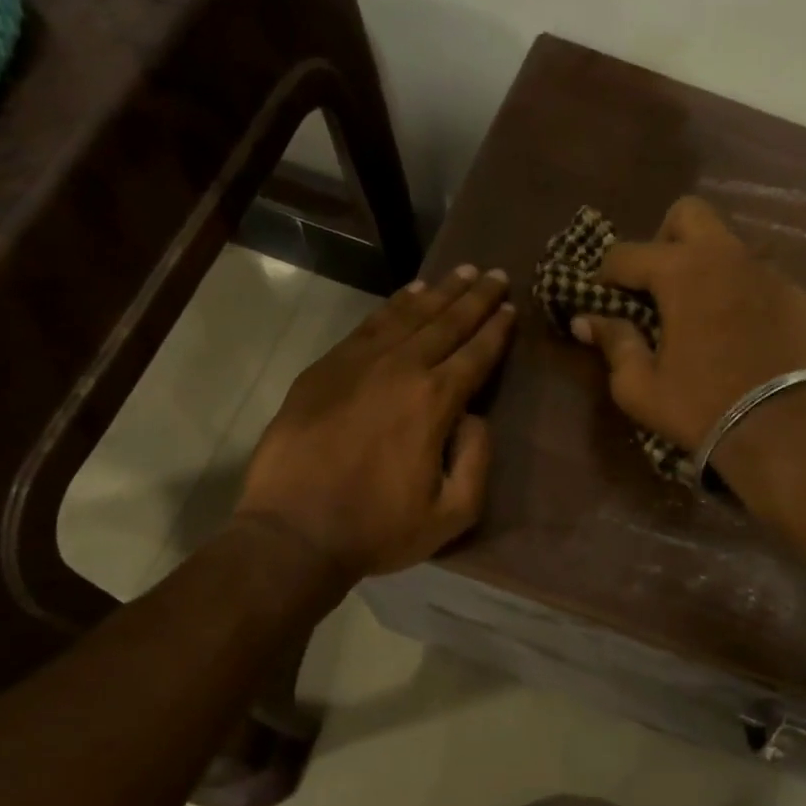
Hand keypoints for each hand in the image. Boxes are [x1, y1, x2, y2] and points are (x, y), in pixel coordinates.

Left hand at [237, 264, 515, 579]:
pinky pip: (368, 325)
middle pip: (446, 323)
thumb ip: (477, 459)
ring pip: (408, 315)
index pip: (476, 354)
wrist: (293, 532)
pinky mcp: (325, 368)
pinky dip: (394, 304)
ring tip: (460, 272)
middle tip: (495, 274)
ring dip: (439, 292)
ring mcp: (357, 363)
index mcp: (434, 401)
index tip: (511, 308)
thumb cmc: (378, 528)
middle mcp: (400, 369)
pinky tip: (410, 293)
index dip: (497, 330)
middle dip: (476, 298)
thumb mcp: (452, 513)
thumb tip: (475, 416)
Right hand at [571, 196, 805, 455]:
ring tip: (698, 309)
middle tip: (656, 285)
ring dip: (704, 263)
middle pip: (687, 214)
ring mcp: (766, 271)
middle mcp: (725, 255)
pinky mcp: (795, 294)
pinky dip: (738, 289)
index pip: (627, 253)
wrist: (782, 430)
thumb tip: (585, 320)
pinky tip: (737, 328)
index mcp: (682, 271)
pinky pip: (757, 274)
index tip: (601, 299)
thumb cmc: (701, 407)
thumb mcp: (640, 386)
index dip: (605, 275)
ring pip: (727, 243)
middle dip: (663, 240)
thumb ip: (613, 343)